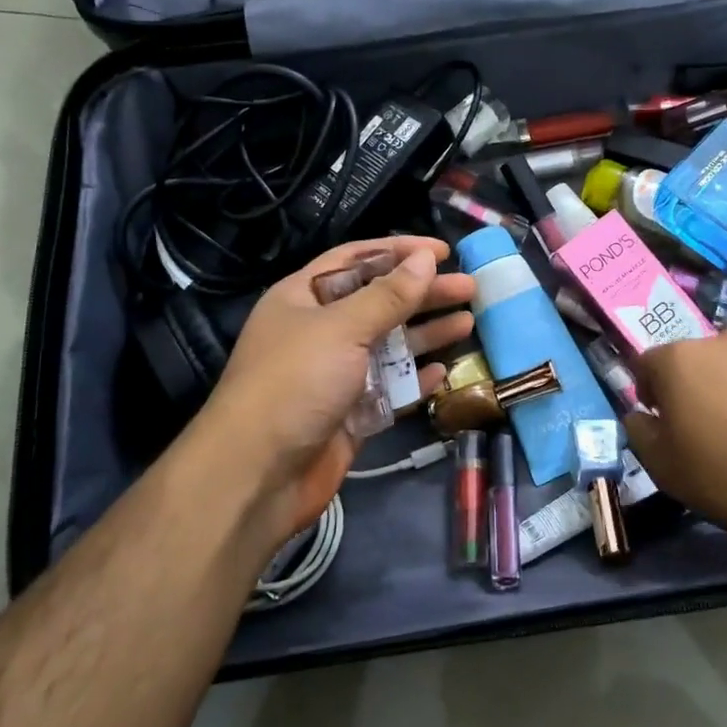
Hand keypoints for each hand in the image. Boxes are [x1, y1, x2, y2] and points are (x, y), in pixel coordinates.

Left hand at [178, 237, 475, 551]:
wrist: (257, 475)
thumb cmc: (294, 384)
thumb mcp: (341, 329)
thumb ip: (388, 296)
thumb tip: (426, 259)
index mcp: (304, 298)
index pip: (356, 260)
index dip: (399, 251)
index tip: (443, 251)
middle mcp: (321, 331)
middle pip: (380, 301)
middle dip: (423, 293)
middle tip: (469, 287)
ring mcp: (336, 374)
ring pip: (390, 345)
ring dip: (426, 332)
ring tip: (469, 321)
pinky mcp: (351, 413)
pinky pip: (390, 388)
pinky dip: (416, 379)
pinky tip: (446, 371)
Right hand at [624, 330, 726, 550]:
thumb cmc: (723, 479)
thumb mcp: (659, 465)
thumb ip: (638, 428)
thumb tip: (642, 413)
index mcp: (679, 359)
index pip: (649, 362)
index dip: (650, 390)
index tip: (662, 418)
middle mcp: (723, 340)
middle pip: (696, 358)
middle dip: (695, 383)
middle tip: (708, 423)